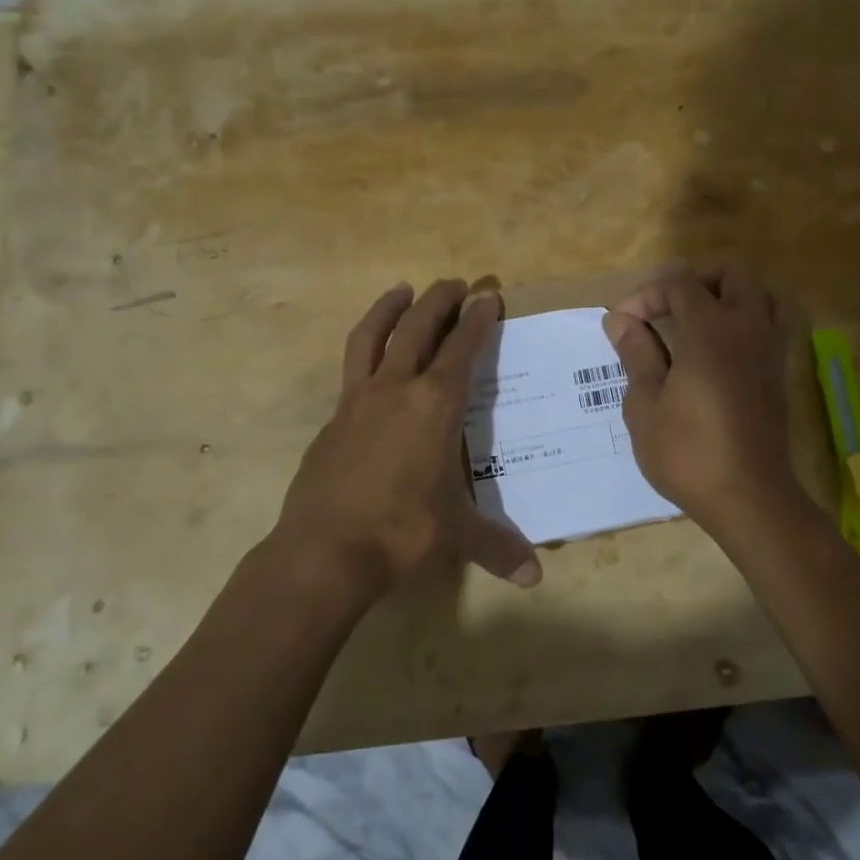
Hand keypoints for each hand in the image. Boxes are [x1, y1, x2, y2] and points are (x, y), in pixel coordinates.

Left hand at [274, 279, 541, 600]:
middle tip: (454, 283)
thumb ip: (497, 547)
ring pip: (371, 337)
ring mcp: (356, 402)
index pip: (462, 348)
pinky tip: (372, 364)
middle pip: (417, 328)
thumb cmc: (402, 532)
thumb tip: (534, 577)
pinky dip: (366, 352)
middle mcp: (395, 390)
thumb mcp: (456, 536)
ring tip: (401, 290)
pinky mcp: (332, 421)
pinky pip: (351, 370)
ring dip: (389, 308)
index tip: (487, 297)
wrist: (324, 552)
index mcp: (435, 405)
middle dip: (438, 300)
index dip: (477, 320)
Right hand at [602, 265, 807, 538]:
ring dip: (727, 295)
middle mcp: (747, 329)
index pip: (679, 284)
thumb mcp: (645, 405)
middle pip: (730, 274)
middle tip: (662, 310)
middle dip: (691, 281)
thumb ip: (636, 354)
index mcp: (710, 332)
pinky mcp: (779, 372)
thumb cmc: (688, 454)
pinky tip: (720, 347)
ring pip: (760, 293)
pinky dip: (747, 318)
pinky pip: (772, 323)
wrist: (748, 498)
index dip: (645, 295)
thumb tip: (620, 320)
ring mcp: (769, 349)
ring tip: (695, 321)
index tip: (622, 325)